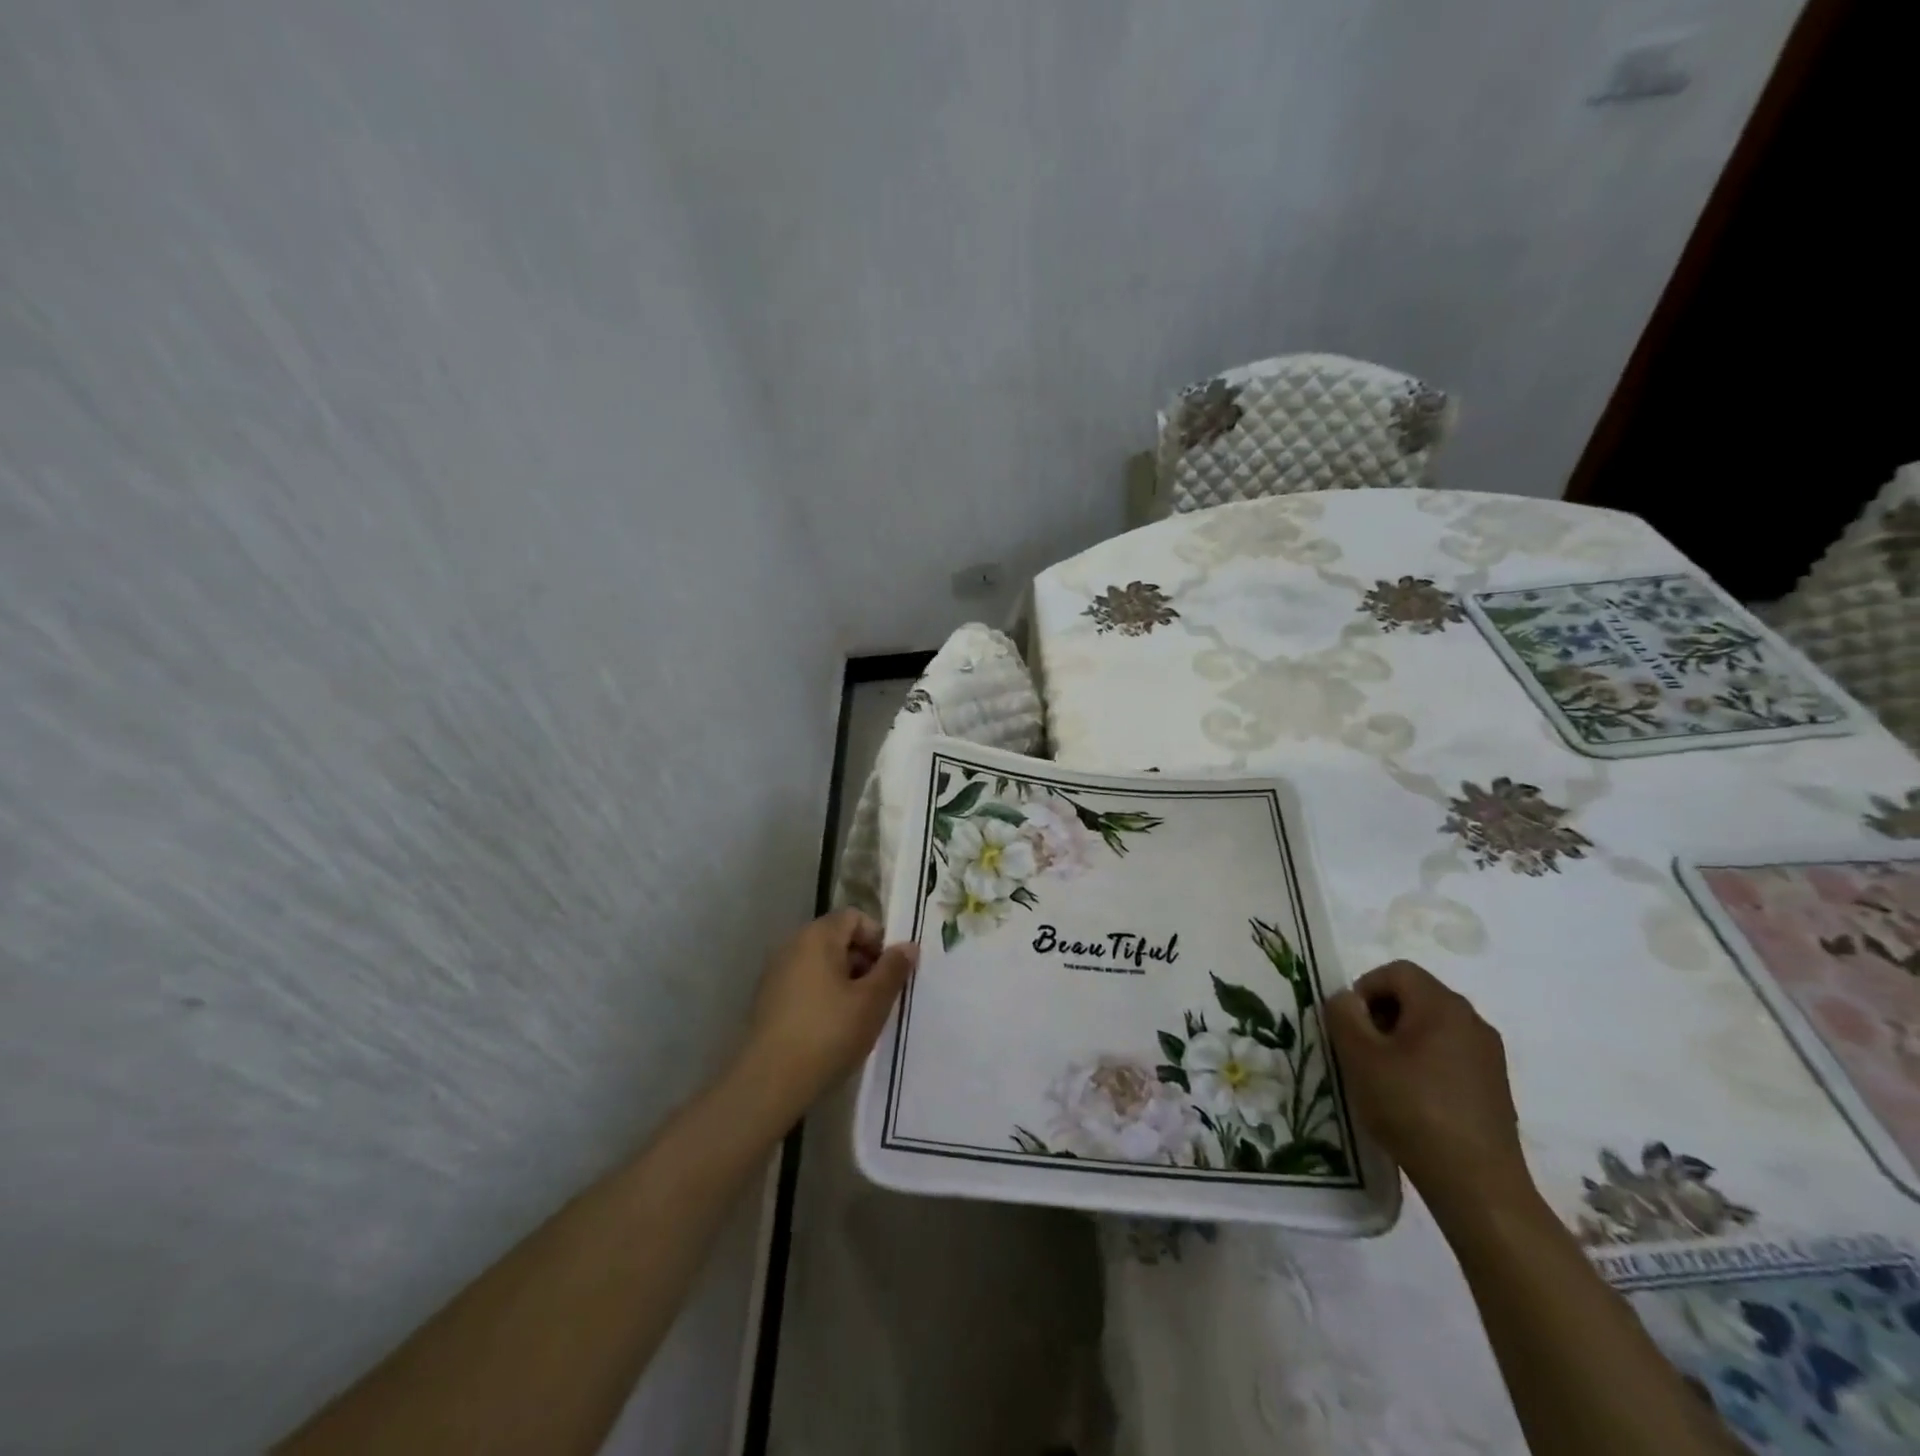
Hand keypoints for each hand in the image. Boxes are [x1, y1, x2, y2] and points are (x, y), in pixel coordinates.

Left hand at [739, 909, 916, 1118]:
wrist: (768, 1082)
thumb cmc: (828, 1033)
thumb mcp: (872, 1001)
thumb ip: (893, 969)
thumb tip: (908, 946)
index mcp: (817, 936)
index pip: (854, 917)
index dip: (878, 939)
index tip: (890, 972)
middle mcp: (792, 945)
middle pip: (837, 938)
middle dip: (863, 961)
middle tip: (880, 996)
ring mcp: (775, 973)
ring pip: (821, 964)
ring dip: (844, 981)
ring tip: (858, 1016)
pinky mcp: (766, 1000)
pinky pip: (804, 984)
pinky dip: (823, 996)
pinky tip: (831, 1029)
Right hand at [1325, 960, 1527, 1210]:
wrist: (1477, 1184)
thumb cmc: (1412, 1109)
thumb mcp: (1359, 1057)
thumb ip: (1343, 1015)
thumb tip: (1346, 999)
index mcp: (1442, 1005)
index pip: (1396, 971)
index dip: (1364, 989)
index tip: (1350, 1027)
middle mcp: (1472, 1020)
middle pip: (1415, 996)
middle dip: (1381, 1015)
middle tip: (1362, 1051)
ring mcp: (1488, 1054)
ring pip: (1432, 1026)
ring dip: (1401, 1040)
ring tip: (1384, 1078)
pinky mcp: (1494, 1085)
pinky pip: (1450, 1054)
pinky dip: (1425, 1063)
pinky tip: (1413, 1099)